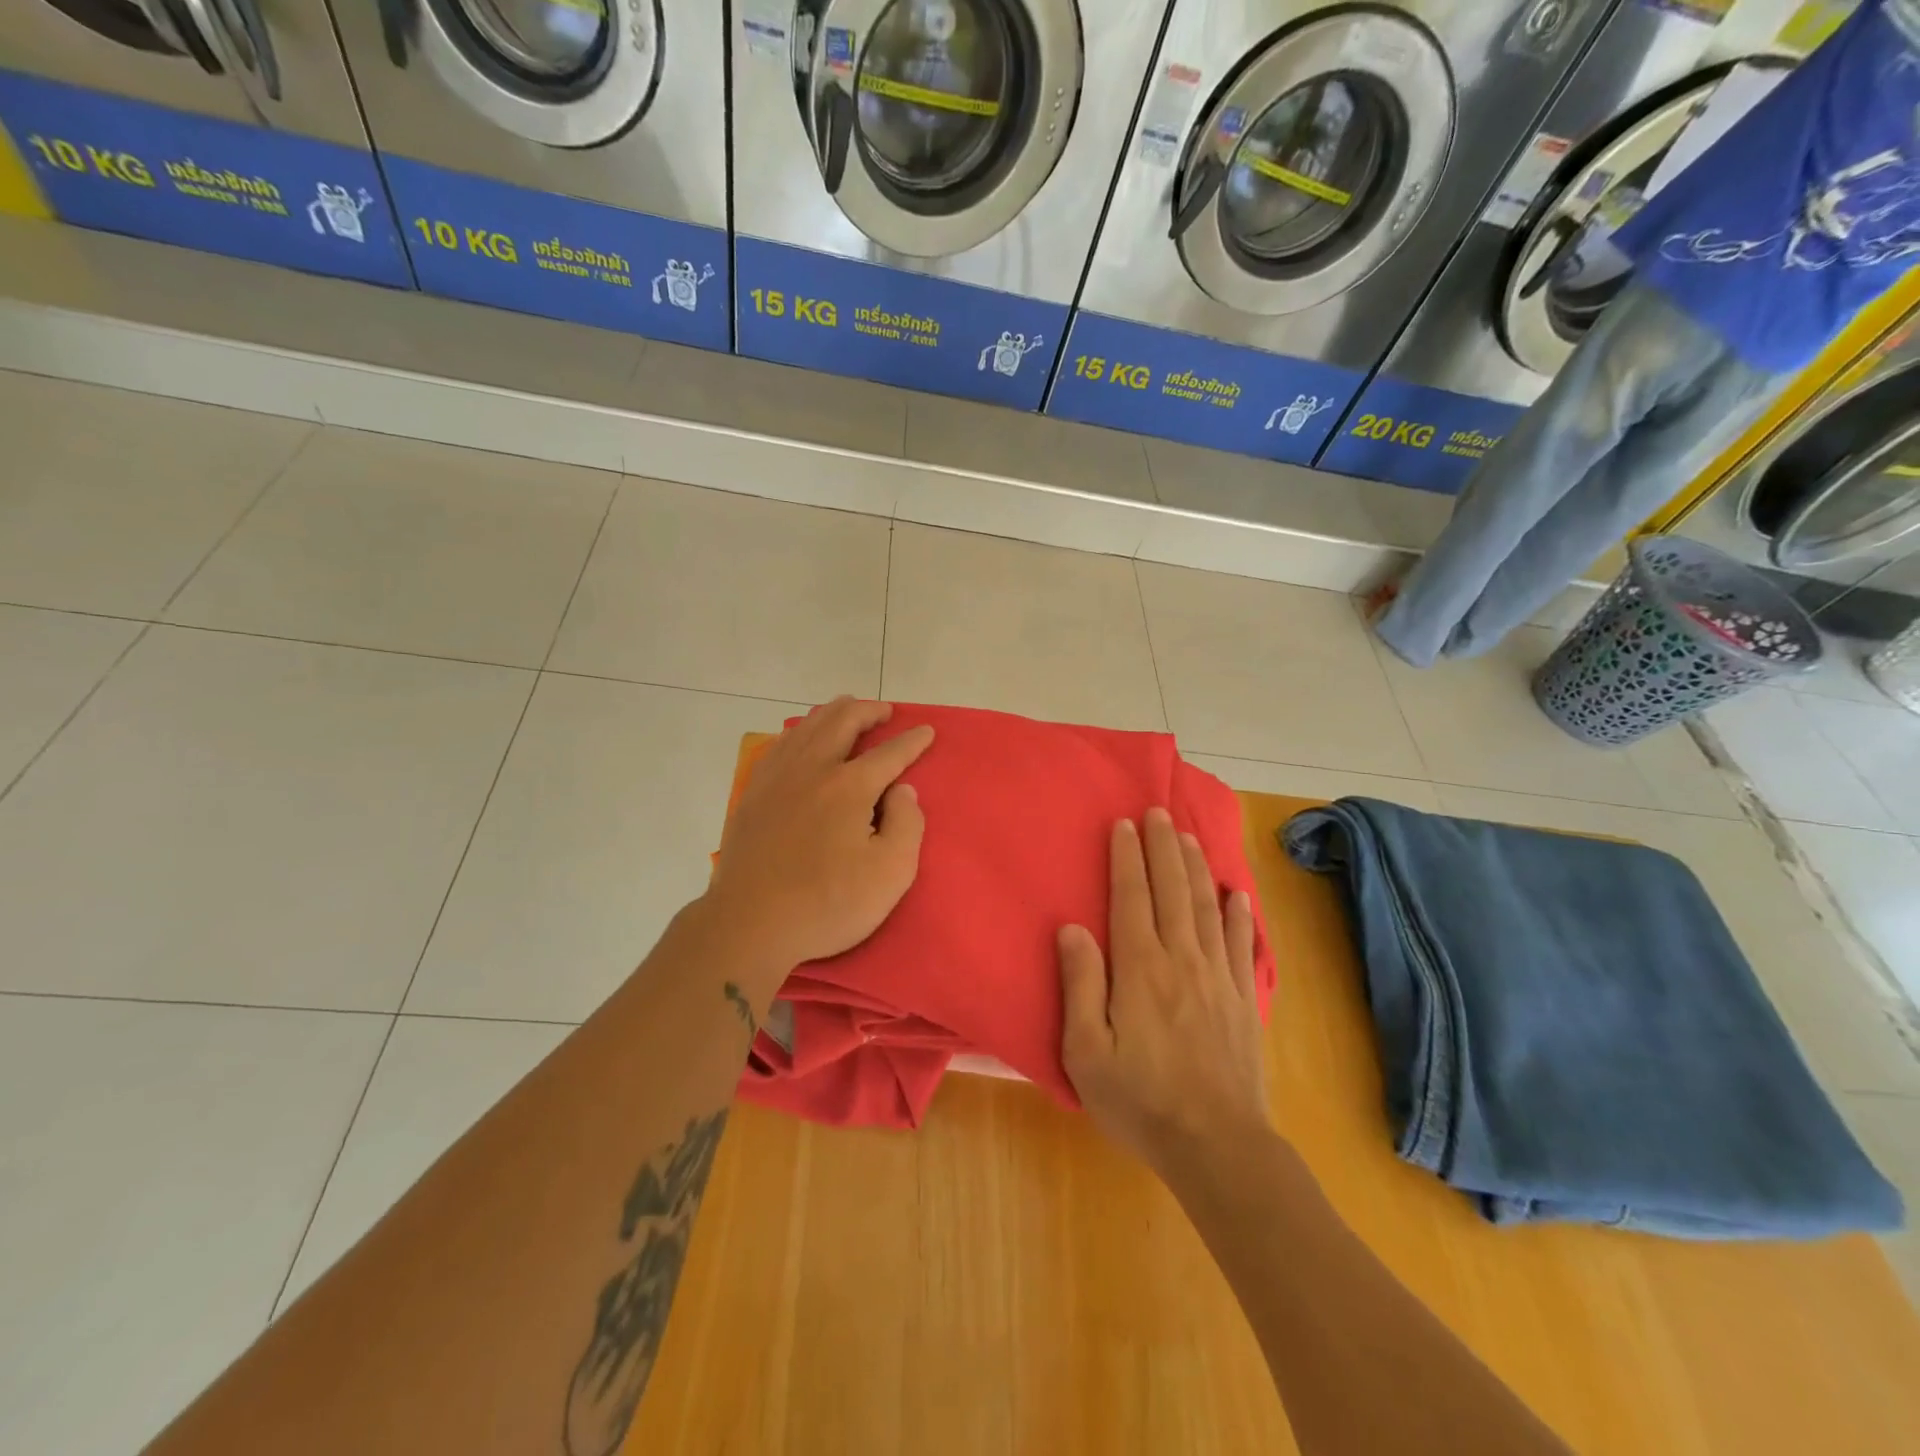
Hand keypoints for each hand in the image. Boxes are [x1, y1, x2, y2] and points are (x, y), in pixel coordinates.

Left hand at [704, 698, 932, 987]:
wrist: (750, 924)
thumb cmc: (828, 904)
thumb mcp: (891, 874)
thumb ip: (907, 825)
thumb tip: (902, 791)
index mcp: (850, 787)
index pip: (889, 753)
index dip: (911, 741)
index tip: (926, 731)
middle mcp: (813, 770)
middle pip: (842, 723)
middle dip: (868, 711)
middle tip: (884, 710)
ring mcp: (777, 779)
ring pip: (806, 727)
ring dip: (832, 713)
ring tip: (845, 708)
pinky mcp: (753, 794)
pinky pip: (778, 746)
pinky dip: (797, 731)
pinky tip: (800, 736)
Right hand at [1058, 808, 1267, 1175]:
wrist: (1217, 1146)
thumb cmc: (1140, 1100)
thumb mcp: (1086, 1051)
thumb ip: (1079, 985)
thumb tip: (1072, 928)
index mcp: (1140, 969)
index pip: (1131, 898)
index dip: (1127, 858)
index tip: (1124, 825)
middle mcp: (1182, 960)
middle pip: (1172, 891)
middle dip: (1163, 847)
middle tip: (1158, 812)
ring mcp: (1219, 977)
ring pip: (1207, 907)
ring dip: (1196, 868)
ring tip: (1189, 837)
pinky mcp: (1244, 999)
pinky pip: (1243, 945)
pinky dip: (1240, 915)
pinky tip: (1237, 894)